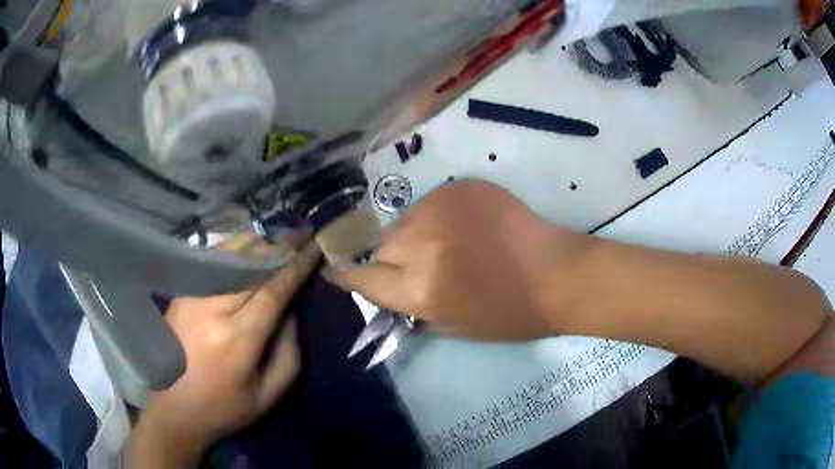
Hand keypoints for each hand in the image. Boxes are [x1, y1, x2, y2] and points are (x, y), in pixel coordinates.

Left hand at [126, 242, 320, 466]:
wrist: (171, 410)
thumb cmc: (223, 408)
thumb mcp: (267, 396)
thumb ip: (289, 355)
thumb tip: (291, 313)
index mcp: (238, 340)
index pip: (273, 290)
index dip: (296, 266)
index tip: (315, 248)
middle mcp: (213, 310)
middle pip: (251, 266)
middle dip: (280, 247)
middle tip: (302, 233)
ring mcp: (192, 297)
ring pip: (228, 257)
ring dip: (256, 243)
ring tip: (277, 233)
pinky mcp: (180, 295)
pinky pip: (210, 264)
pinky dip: (231, 250)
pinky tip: (245, 246)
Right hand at [329, 180, 593, 340]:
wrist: (557, 274)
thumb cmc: (511, 313)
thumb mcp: (455, 328)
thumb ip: (413, 310)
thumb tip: (388, 292)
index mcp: (419, 290)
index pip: (362, 277)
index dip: (346, 274)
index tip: (336, 269)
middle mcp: (422, 247)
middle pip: (382, 245)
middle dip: (392, 256)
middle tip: (420, 263)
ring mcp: (441, 210)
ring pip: (405, 220)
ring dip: (415, 234)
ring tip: (448, 242)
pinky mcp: (461, 187)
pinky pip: (432, 202)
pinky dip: (439, 216)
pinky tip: (467, 225)